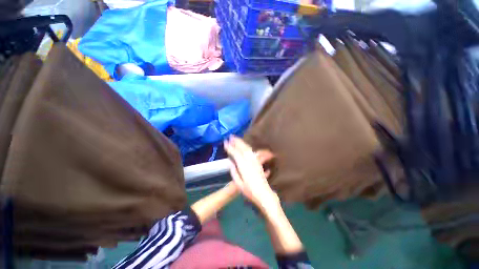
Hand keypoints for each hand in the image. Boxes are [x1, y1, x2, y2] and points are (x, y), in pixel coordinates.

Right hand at [224, 136, 277, 210]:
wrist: (264, 193)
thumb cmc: (250, 191)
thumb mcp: (238, 183)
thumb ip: (234, 171)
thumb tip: (230, 162)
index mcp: (243, 166)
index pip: (235, 153)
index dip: (230, 147)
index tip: (225, 142)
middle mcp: (249, 160)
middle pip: (242, 148)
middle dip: (236, 141)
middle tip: (231, 136)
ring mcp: (255, 160)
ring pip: (247, 148)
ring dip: (241, 142)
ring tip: (236, 138)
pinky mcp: (258, 162)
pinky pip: (251, 152)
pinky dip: (247, 147)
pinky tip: (245, 146)